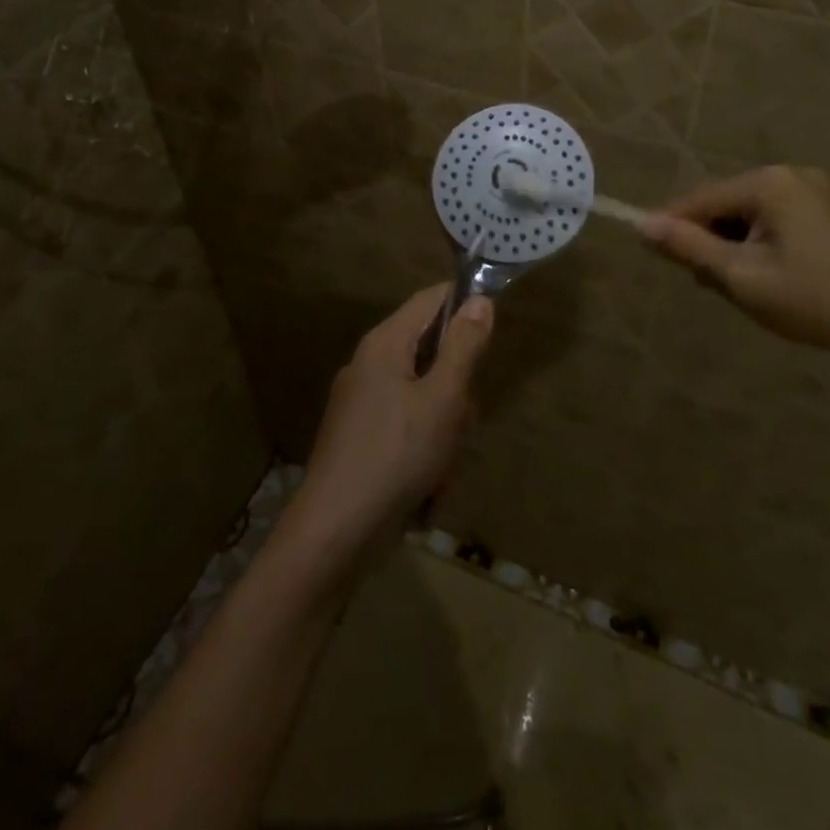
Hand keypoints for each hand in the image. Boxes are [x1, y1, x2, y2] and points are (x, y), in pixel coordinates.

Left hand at [287, 286, 494, 559]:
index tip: (493, 333)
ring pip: (423, 391)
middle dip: (457, 382)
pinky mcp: (360, 435)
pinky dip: (424, 443)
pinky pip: (406, 422)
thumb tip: (479, 300)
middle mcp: (369, 363)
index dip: (464, 303)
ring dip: (444, 421)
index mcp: (384, 343)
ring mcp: (361, 402)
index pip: (430, 299)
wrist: (336, 531)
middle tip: (463, 416)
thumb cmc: (397, 454)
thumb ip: (463, 346)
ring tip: (444, 457)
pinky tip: (428, 479)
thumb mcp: (443, 398)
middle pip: (430, 350)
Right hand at [638, 166, 829, 358]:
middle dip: (708, 240)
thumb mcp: (739, 276)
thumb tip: (641, 225)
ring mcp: (808, 190)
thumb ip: (688, 246)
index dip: (672, 226)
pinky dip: (753, 243)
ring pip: (742, 214)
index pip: (700, 199)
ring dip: (730, 245)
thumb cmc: (809, 300)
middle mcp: (787, 175)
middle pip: (721, 204)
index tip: (652, 254)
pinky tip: (762, 274)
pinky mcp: (819, 210)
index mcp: (768, 183)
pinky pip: (766, 219)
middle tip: (710, 283)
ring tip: (738, 285)